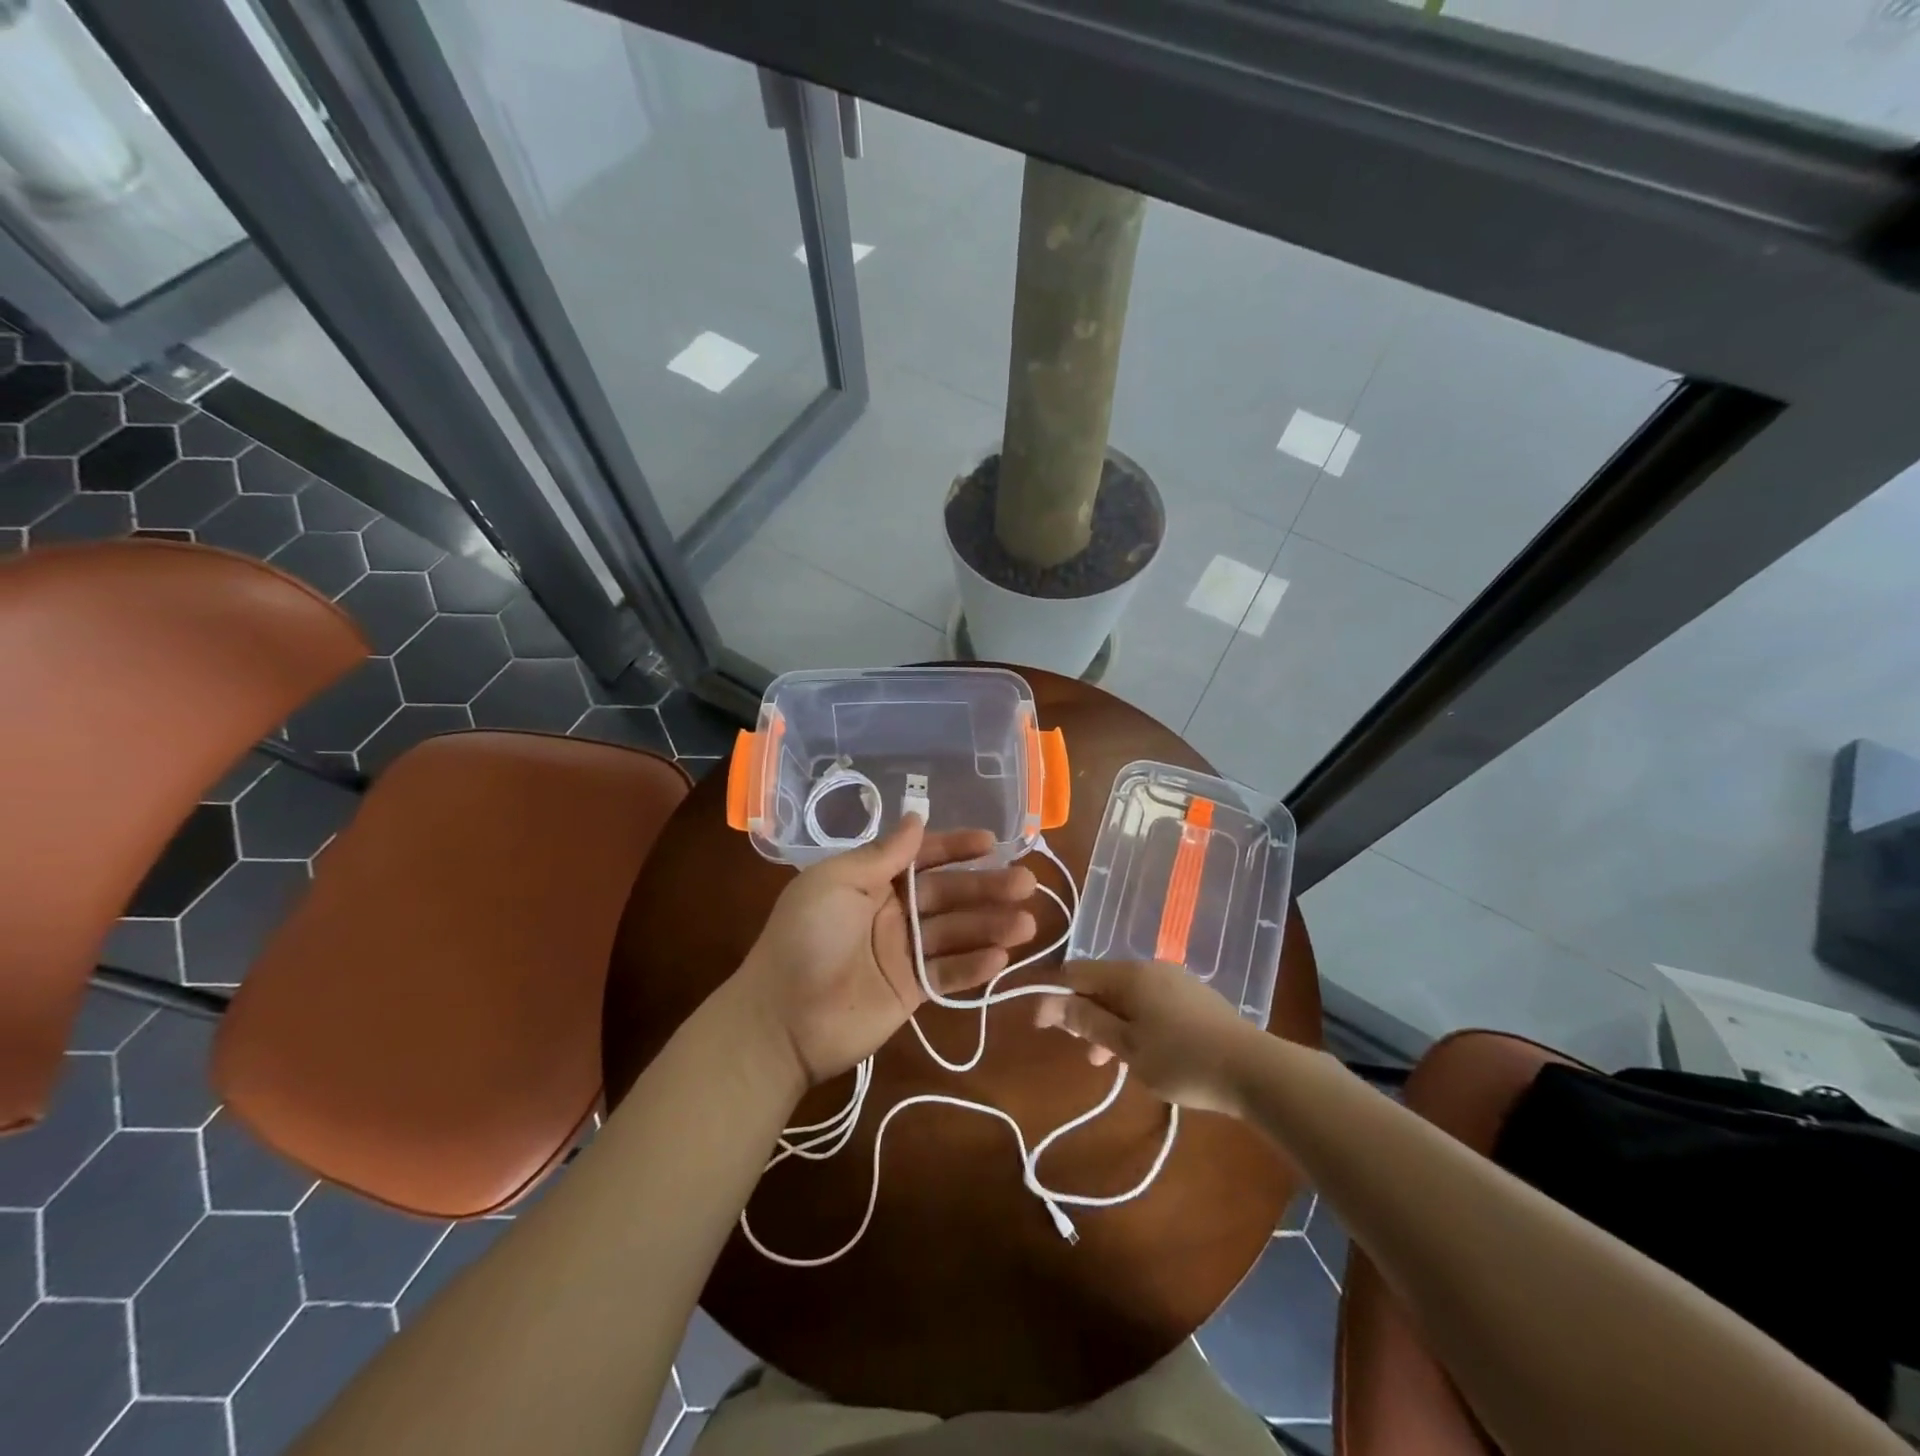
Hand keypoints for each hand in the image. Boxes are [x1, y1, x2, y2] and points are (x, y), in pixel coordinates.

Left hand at [737, 816, 1037, 1086]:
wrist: (782, 1018)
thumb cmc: (806, 937)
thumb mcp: (837, 882)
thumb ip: (883, 854)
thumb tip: (916, 817)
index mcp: (871, 880)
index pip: (922, 857)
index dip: (956, 848)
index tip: (991, 843)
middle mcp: (892, 911)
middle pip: (948, 895)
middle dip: (986, 888)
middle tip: (1026, 883)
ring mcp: (902, 953)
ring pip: (955, 934)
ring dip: (990, 927)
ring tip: (1026, 923)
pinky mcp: (910, 991)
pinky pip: (947, 974)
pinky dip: (974, 967)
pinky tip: (1001, 958)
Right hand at [1034, 960, 1259, 1115]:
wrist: (1254, 1070)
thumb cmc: (1182, 1059)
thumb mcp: (1126, 1047)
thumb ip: (1087, 1023)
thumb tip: (1050, 1003)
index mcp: (1130, 973)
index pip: (1077, 973)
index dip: (1054, 997)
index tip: (1042, 1027)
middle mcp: (1150, 967)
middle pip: (1103, 983)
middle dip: (1085, 1014)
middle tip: (1082, 1052)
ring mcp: (1175, 981)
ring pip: (1127, 996)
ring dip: (1110, 1023)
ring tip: (1108, 1062)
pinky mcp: (1195, 998)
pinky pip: (1151, 1003)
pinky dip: (1135, 1023)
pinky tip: (1143, 1053)